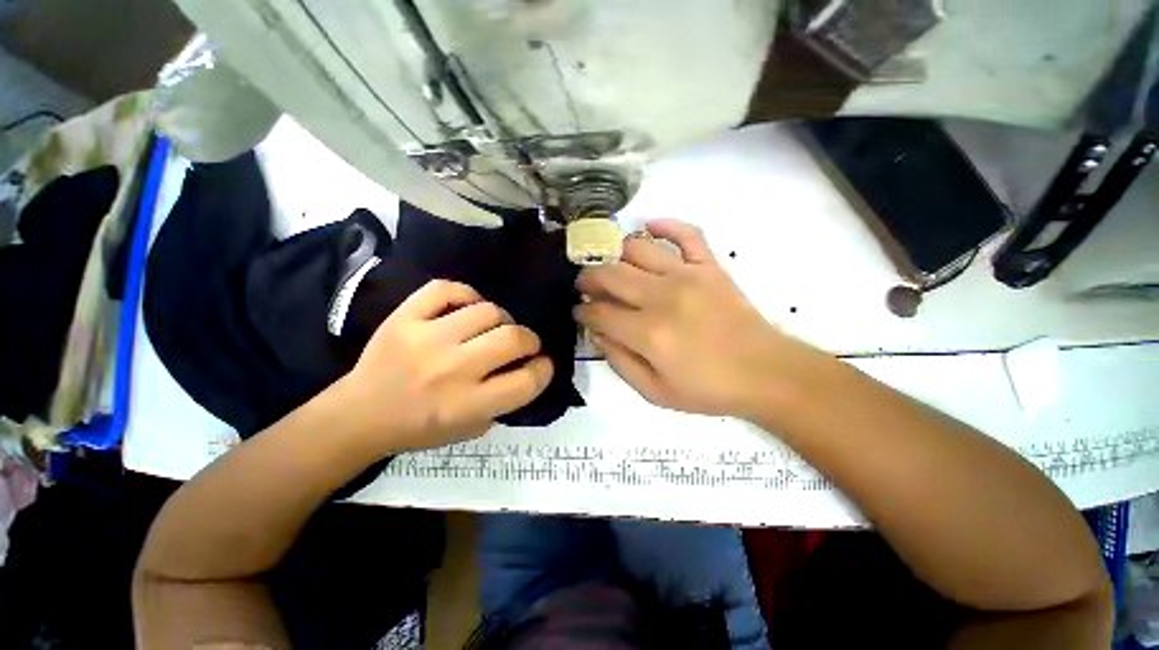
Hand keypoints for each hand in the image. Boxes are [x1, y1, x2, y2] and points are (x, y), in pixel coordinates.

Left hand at [337, 280, 552, 452]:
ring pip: (487, 310)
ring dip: (500, 320)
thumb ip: (504, 401)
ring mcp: (425, 339)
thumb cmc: (419, 428)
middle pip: (513, 338)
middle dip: (529, 340)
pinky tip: (466, 308)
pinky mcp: (404, 317)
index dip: (544, 369)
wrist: (360, 415)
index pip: (526, 381)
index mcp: (467, 406)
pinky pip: (447, 289)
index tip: (542, 364)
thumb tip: (528, 367)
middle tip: (523, 344)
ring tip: (492, 328)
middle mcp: (450, 370)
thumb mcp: (471, 429)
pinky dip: (466, 295)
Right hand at [575, 220, 821, 417]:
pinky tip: (649, 227)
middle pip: (609, 274)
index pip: (599, 312)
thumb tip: (598, 333)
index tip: (580, 312)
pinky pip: (686, 233)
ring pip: (637, 248)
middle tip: (586, 286)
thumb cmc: (708, 389)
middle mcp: (662, 296)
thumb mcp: (654, 392)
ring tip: (612, 266)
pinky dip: (665, 225)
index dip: (582, 311)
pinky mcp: (709, 266)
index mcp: (648, 333)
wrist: (765, 373)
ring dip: (615, 254)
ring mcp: (687, 275)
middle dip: (588, 279)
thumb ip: (619, 362)